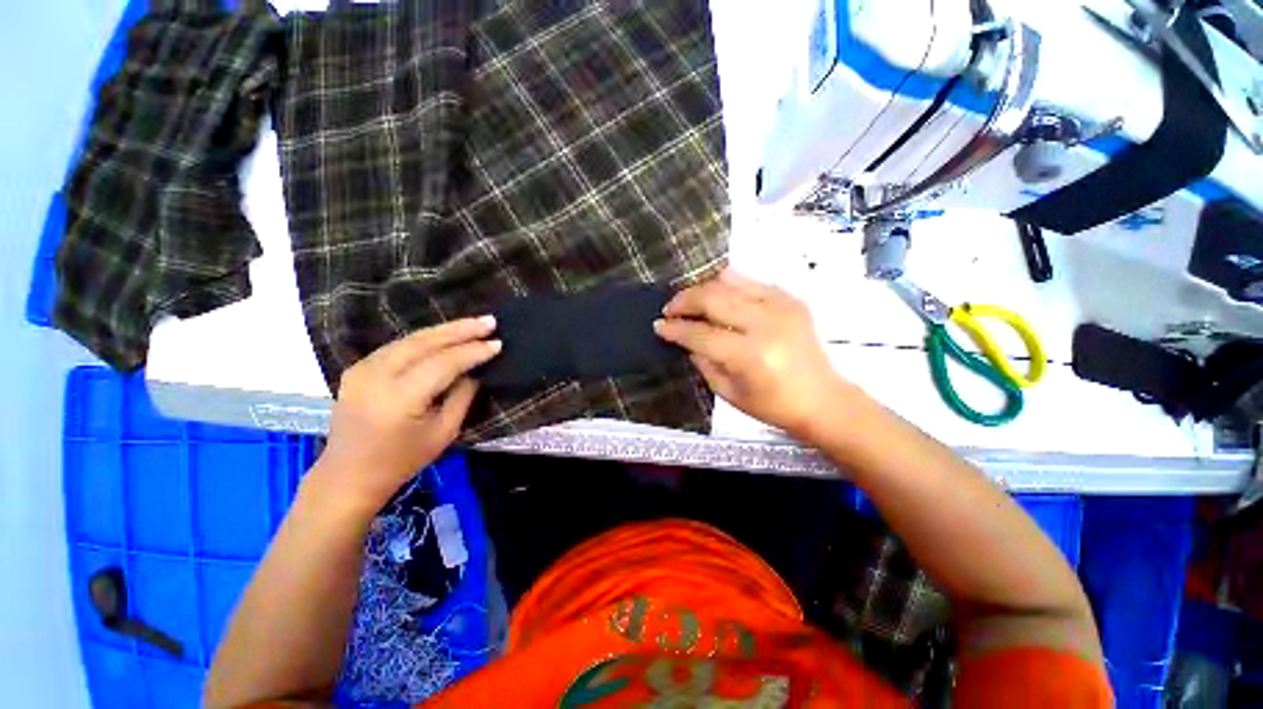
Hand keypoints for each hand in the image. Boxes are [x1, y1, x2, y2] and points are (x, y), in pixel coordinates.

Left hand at [312, 317, 500, 513]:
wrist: (348, 476)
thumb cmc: (403, 460)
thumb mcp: (444, 432)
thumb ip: (462, 396)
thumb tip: (475, 370)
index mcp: (399, 398)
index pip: (443, 363)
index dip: (472, 352)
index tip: (498, 343)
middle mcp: (376, 376)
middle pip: (424, 342)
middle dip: (461, 330)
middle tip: (489, 321)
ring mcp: (362, 369)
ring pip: (410, 339)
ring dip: (445, 330)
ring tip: (473, 324)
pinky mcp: (357, 368)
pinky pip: (398, 345)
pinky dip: (425, 338)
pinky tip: (445, 335)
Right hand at [655, 269, 852, 438]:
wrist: (823, 399)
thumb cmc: (773, 406)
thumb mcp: (729, 393)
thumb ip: (703, 362)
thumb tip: (686, 339)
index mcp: (750, 355)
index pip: (701, 334)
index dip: (675, 329)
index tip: (658, 326)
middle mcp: (765, 324)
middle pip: (713, 299)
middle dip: (684, 300)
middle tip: (670, 308)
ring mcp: (781, 307)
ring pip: (730, 282)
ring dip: (703, 288)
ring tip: (689, 299)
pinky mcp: (791, 300)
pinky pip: (751, 282)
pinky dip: (729, 284)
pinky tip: (717, 293)